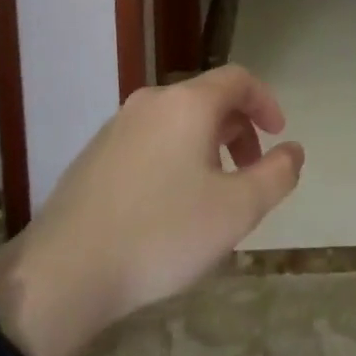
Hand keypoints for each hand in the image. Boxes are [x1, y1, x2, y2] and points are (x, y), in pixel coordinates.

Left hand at [0, 66, 303, 355]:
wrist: (62, 275)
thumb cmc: (161, 234)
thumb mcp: (237, 210)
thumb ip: (276, 175)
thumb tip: (293, 151)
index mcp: (187, 103)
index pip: (238, 79)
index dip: (265, 102)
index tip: (278, 136)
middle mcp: (151, 102)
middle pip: (208, 100)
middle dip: (239, 131)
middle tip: (250, 175)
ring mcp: (117, 127)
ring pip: (178, 123)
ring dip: (208, 148)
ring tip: (213, 196)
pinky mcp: (94, 156)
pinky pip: (150, 142)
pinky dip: (175, 159)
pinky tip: (170, 208)